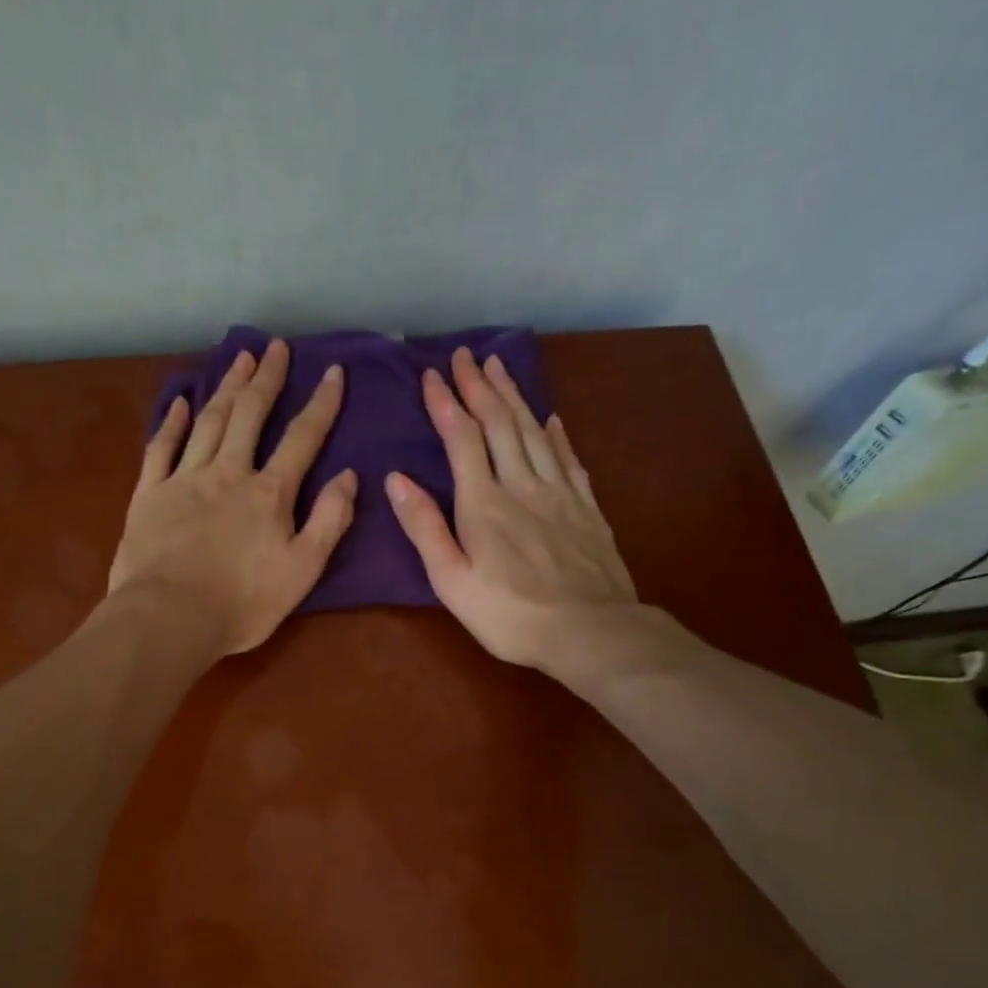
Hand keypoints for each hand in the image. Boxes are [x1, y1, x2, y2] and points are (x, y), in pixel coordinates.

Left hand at [108, 338, 357, 657]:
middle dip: (267, 379)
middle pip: (250, 415)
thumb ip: (329, 521)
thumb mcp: (303, 571)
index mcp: (269, 493)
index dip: (321, 404)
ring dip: (226, 387)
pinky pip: (161, 448)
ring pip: (209, 422)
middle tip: (276, 348)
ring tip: (240, 359)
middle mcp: (228, 473)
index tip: (334, 372)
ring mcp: (184, 480)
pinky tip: (181, 402)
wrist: (169, 618)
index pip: (302, 438)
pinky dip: (172, 422)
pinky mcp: (149, 495)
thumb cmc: (242, 604)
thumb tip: (348, 476)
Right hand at [386, 347, 641, 681]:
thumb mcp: (452, 581)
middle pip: (500, 423)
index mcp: (484, 503)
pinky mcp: (587, 507)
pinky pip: (569, 458)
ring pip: (535, 431)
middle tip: (466, 356)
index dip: (446, 403)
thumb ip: (425, 528)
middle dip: (480, 386)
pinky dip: (557, 433)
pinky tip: (552, 418)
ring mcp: (560, 493)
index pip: (462, 438)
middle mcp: (522, 485)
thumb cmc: (510, 614)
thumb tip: (397, 479)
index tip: (432, 374)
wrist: (590, 631)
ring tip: (500, 368)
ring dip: (515, 397)